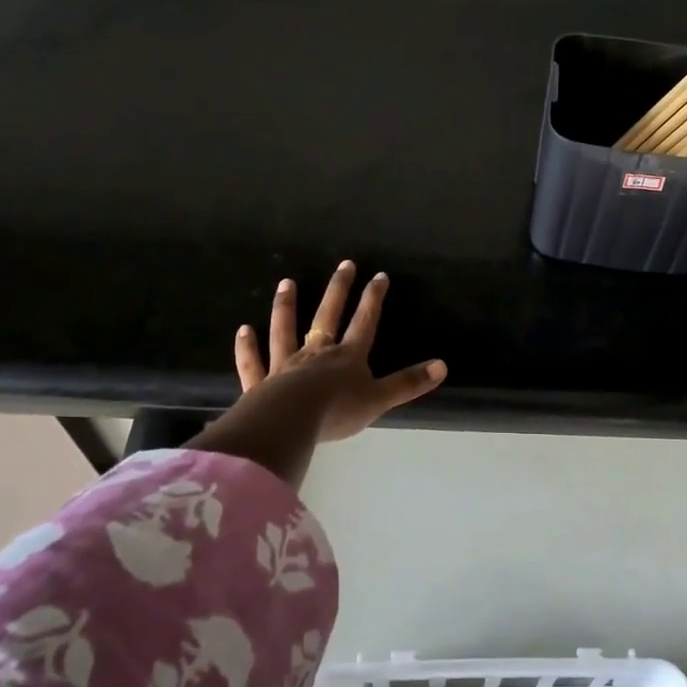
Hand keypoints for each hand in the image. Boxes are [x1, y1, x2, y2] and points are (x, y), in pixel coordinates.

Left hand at [233, 260, 446, 443]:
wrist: (290, 422)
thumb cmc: (337, 411)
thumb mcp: (379, 399)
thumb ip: (408, 383)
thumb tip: (443, 366)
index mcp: (347, 356)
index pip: (364, 321)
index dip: (374, 298)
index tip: (379, 275)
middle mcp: (317, 352)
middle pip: (328, 315)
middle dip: (339, 289)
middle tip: (344, 264)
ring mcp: (286, 365)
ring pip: (285, 330)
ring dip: (286, 307)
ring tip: (287, 283)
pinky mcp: (260, 384)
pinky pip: (253, 362)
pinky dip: (247, 347)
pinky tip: (243, 330)